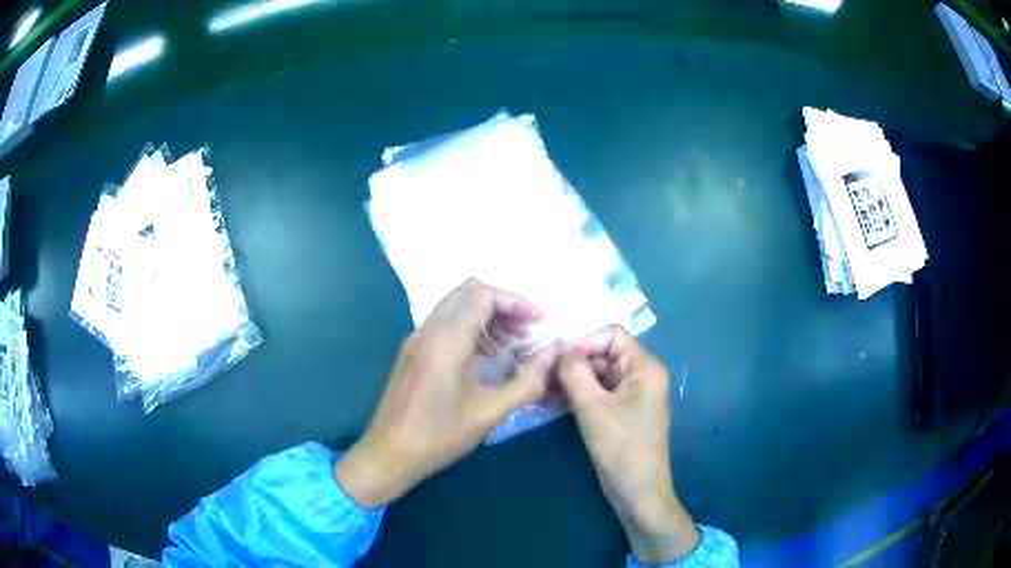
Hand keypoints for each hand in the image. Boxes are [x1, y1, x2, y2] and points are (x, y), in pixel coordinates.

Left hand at [335, 279, 556, 508]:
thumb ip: (527, 381)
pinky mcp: (412, 350)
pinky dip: (469, 327)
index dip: (516, 302)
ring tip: (511, 345)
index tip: (539, 323)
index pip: (483, 295)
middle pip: (468, 292)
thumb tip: (555, 355)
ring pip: (455, 305)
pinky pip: (444, 322)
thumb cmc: (440, 436)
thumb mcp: (490, 412)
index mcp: (446, 341)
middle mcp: (428, 330)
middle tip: (526, 331)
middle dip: (502, 305)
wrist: (390, 453)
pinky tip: (485, 356)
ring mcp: (416, 338)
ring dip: (486, 315)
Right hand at [558, 326, 699, 563]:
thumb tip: (560, 348)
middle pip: (602, 355)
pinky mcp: (619, 412)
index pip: (612, 335)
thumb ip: (575, 373)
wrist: (637, 491)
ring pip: (596, 375)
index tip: (554, 357)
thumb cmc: (621, 448)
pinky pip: (596, 394)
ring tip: (538, 387)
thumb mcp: (593, 408)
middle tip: (539, 372)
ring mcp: (630, 395)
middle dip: (572, 362)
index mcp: (644, 368)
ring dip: (569, 380)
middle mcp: (640, 375)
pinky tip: (548, 400)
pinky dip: (575, 395)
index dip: (582, 341)